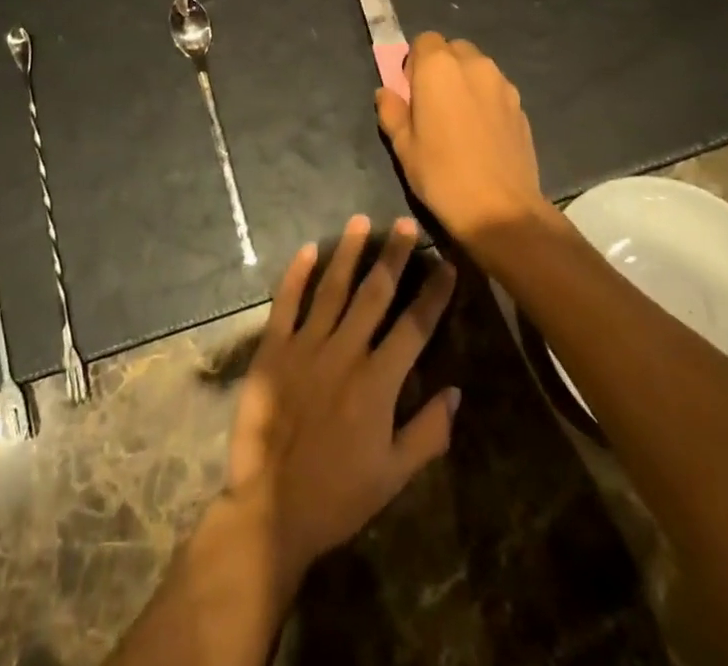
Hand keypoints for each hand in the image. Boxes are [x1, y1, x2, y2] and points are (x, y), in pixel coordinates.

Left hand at [226, 215, 459, 580]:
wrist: (272, 507)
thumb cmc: (339, 494)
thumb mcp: (394, 475)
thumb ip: (428, 432)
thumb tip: (455, 391)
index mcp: (378, 381)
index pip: (415, 326)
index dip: (433, 294)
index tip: (447, 264)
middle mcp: (345, 352)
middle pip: (375, 294)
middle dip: (394, 257)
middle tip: (406, 224)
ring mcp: (306, 346)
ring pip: (332, 288)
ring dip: (349, 253)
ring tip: (362, 221)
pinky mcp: (273, 349)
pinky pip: (286, 303)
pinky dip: (297, 274)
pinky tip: (308, 248)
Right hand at [375, 33, 542, 242]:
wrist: (501, 210)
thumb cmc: (441, 174)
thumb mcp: (402, 146)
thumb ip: (391, 111)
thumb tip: (386, 93)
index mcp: (438, 67)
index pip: (424, 40)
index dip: (415, 62)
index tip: (411, 91)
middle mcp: (474, 65)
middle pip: (453, 49)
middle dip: (441, 67)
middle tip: (432, 103)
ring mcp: (503, 84)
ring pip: (477, 68)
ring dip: (465, 81)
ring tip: (458, 120)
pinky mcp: (521, 106)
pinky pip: (496, 90)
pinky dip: (485, 99)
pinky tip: (481, 134)